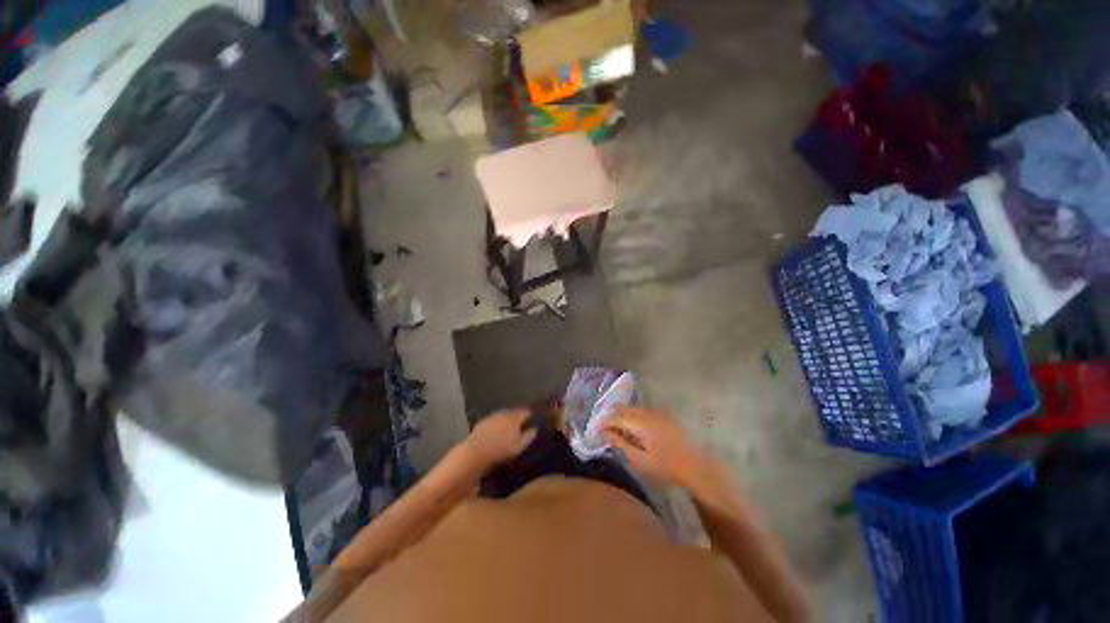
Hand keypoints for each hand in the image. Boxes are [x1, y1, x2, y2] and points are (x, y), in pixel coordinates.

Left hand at [462, 409, 536, 470]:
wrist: (476, 452)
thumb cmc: (501, 450)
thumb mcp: (519, 446)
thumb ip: (529, 436)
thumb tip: (535, 428)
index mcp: (515, 418)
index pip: (526, 411)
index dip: (530, 415)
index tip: (532, 419)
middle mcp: (504, 413)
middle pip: (515, 411)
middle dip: (519, 416)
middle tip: (522, 424)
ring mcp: (493, 416)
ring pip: (504, 414)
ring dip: (508, 419)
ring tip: (509, 427)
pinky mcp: (483, 421)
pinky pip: (494, 419)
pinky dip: (498, 422)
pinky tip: (497, 430)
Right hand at [602, 407, 700, 486]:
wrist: (695, 467)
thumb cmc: (666, 467)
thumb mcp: (640, 460)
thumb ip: (621, 444)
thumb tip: (605, 433)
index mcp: (640, 423)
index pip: (616, 417)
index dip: (604, 422)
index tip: (594, 430)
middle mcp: (647, 413)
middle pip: (624, 409)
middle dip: (612, 416)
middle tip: (603, 428)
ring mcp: (657, 413)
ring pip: (633, 409)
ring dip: (622, 415)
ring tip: (615, 428)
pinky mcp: (663, 417)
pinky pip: (642, 411)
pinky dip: (632, 416)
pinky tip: (632, 427)